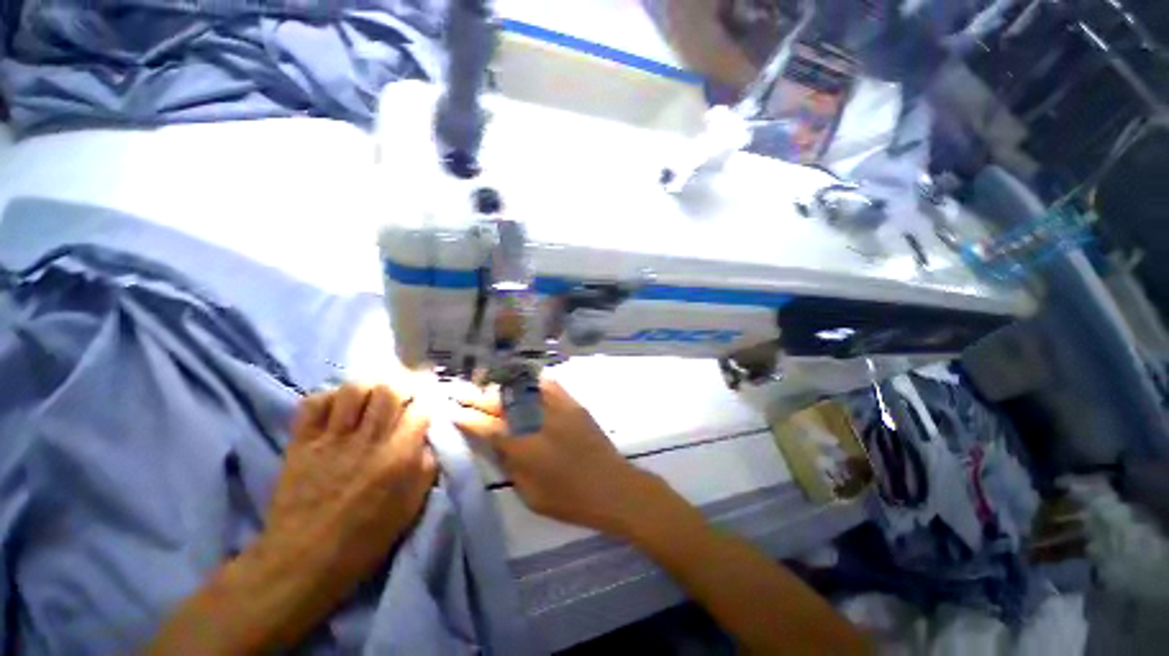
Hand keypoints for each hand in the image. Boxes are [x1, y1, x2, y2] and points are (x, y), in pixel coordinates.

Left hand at [264, 383, 435, 590]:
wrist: (303, 562)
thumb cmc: (365, 539)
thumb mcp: (411, 506)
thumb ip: (426, 467)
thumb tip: (427, 440)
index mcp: (398, 457)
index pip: (421, 409)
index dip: (428, 400)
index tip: (428, 402)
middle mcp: (368, 440)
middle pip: (389, 389)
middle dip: (402, 385)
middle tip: (403, 394)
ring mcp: (331, 440)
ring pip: (353, 389)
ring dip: (368, 388)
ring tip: (372, 398)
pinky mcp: (301, 443)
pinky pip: (314, 403)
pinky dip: (329, 398)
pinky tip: (338, 408)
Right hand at [453, 379, 657, 534]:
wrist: (612, 486)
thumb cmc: (569, 499)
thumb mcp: (530, 493)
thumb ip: (509, 464)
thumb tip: (495, 443)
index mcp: (524, 447)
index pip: (487, 427)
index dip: (467, 419)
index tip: (452, 412)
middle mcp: (537, 420)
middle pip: (501, 403)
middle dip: (478, 397)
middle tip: (462, 393)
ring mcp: (557, 407)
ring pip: (523, 388)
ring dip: (502, 386)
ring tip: (488, 385)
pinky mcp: (573, 403)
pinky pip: (549, 384)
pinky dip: (532, 381)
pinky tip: (522, 380)